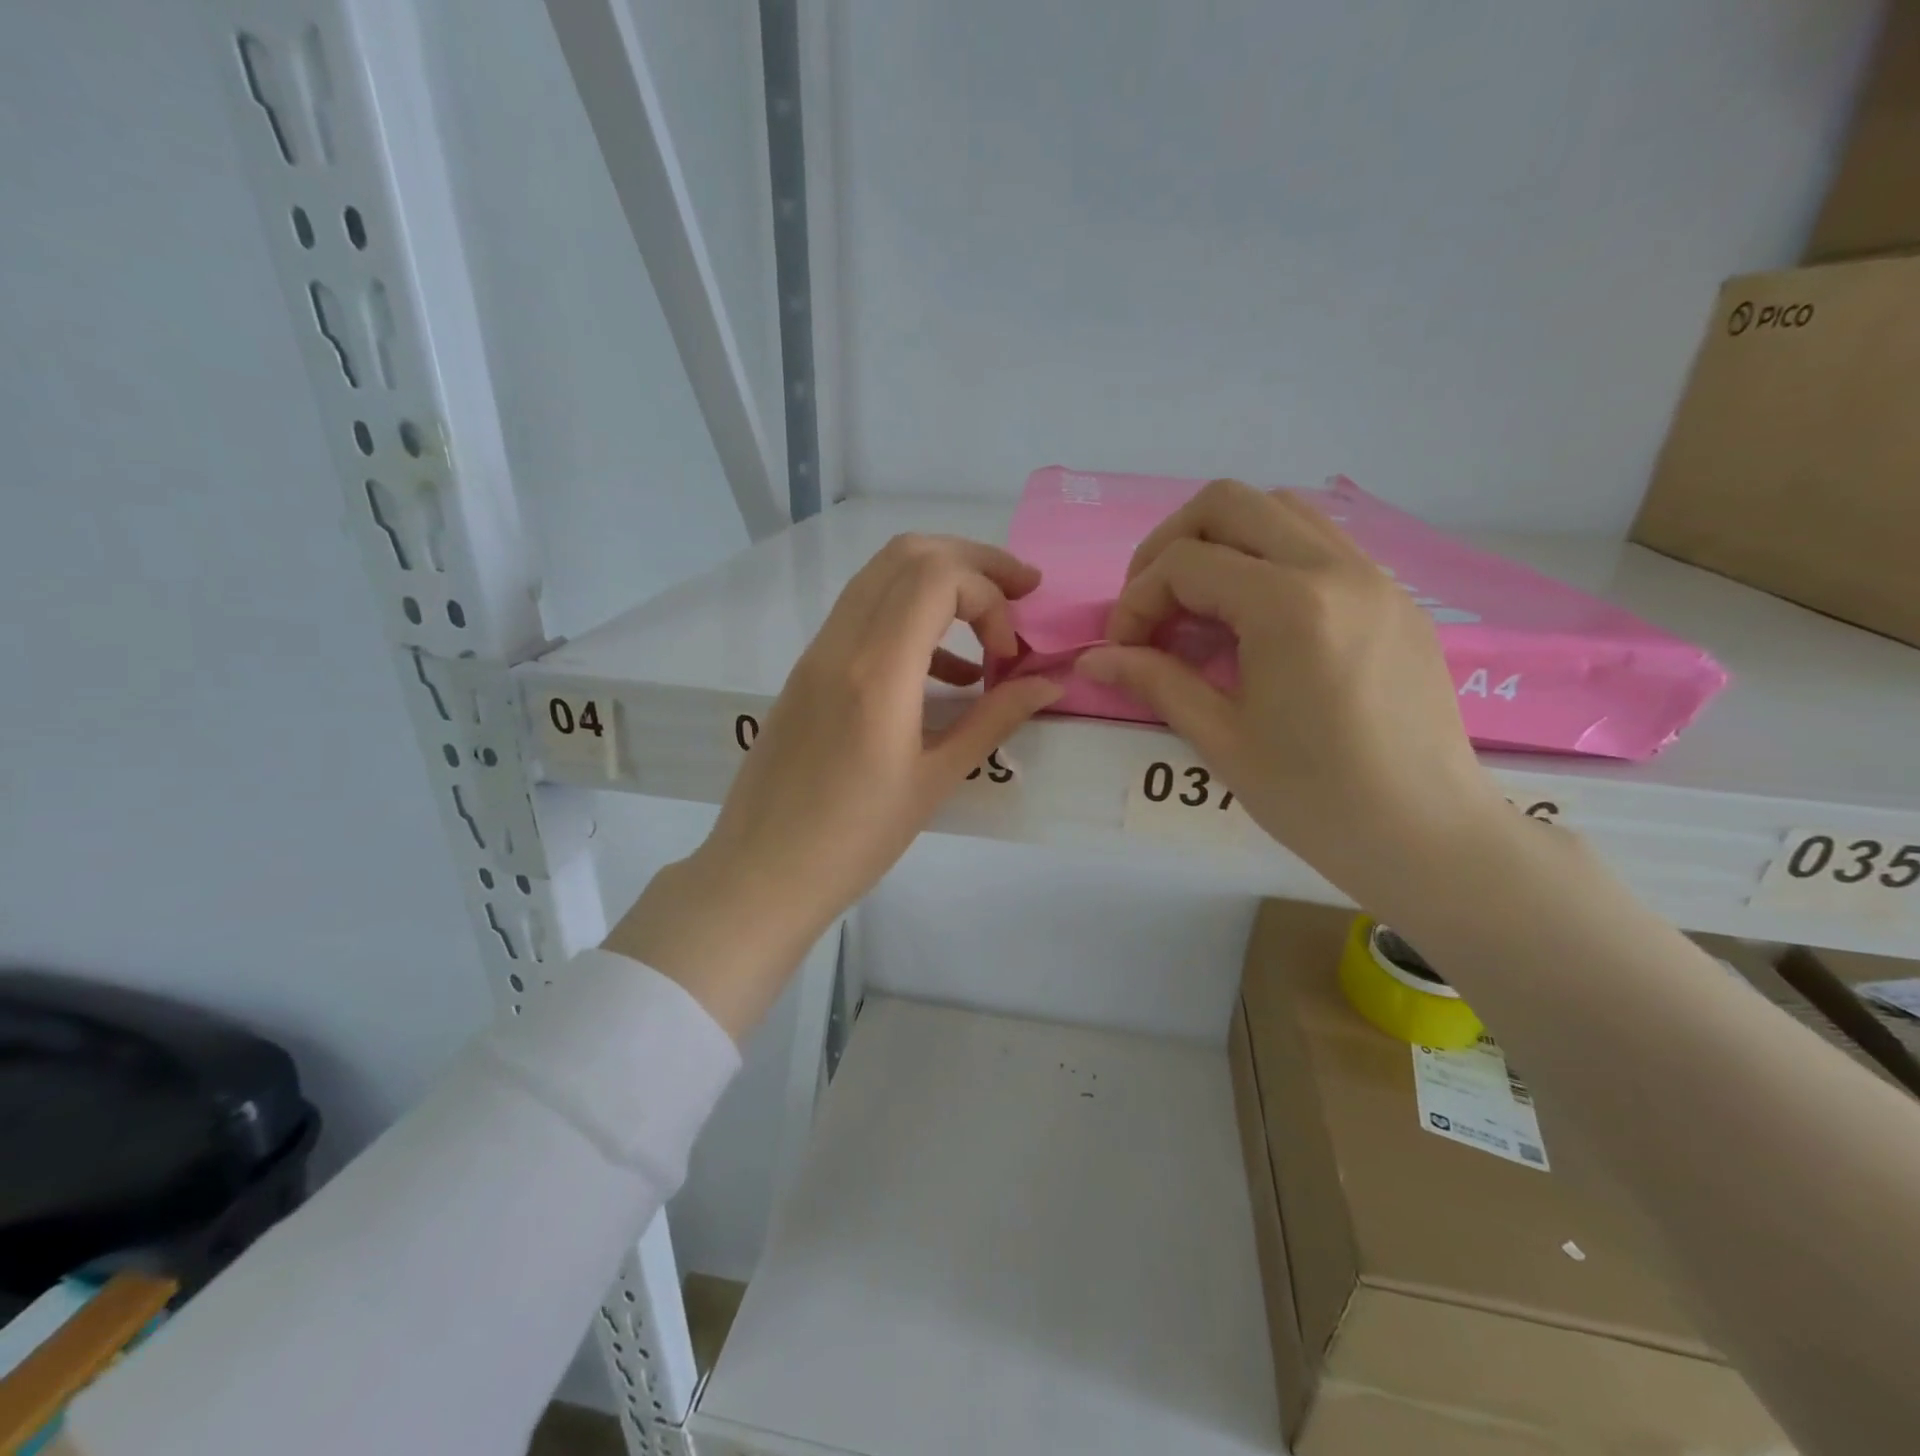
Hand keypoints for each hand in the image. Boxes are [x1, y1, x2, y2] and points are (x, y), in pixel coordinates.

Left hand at [609, 535, 1060, 1035]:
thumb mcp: (935, 781)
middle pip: (909, 554)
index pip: (939, 577)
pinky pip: (864, 615)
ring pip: (882, 576)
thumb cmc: (854, 841)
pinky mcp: (807, 671)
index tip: (1011, 653)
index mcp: (876, 672)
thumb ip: (995, 720)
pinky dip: (910, 617)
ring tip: (989, 632)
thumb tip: (1049, 683)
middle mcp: (840, 644)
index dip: (991, 597)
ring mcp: (816, 653)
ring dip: (941, 584)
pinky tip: (945, 673)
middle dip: (974, 562)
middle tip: (1021, 591)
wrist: (761, 873)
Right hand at [1076, 479, 1509, 905]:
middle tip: (1152, 605)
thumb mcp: (1221, 739)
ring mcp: (1373, 575)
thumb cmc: (1316, 798)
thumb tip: (1092, 659)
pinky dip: (1269, 558)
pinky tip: (1255, 620)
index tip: (1124, 650)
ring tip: (1200, 607)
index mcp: (1289, 605)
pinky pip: (1319, 543)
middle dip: (1170, 546)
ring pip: (1279, 510)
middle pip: (1228, 502)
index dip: (1136, 601)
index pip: (1184, 563)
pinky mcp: (1393, 596)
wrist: (1427, 836)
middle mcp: (1335, 568)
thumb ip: (1154, 681)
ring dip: (1223, 543)